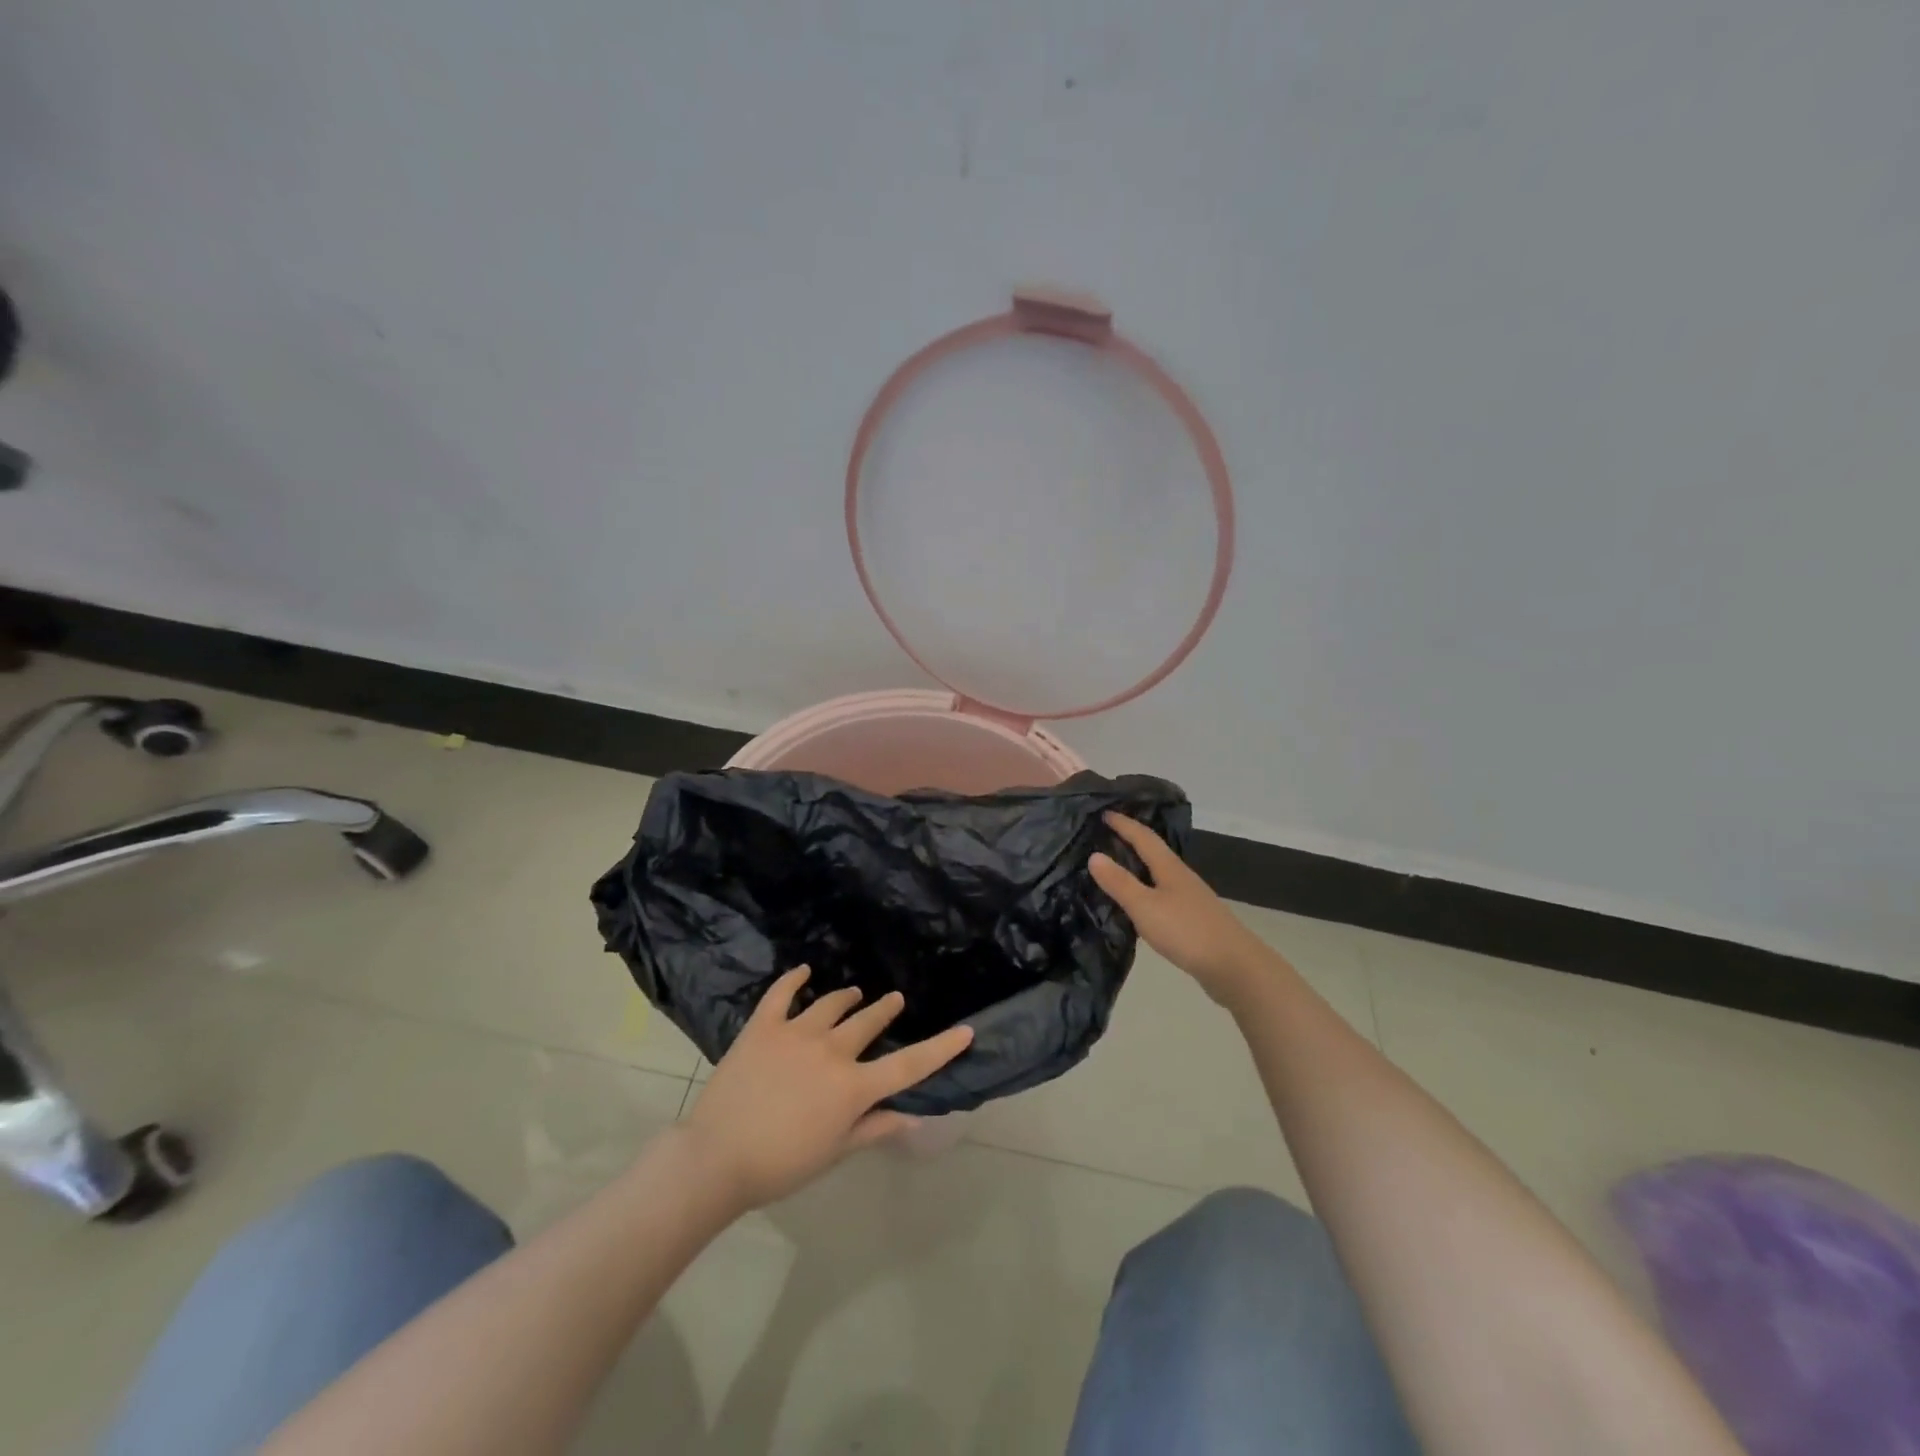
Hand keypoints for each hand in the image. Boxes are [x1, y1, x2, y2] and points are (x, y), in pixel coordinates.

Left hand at [682, 968, 974, 1210]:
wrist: (716, 1158)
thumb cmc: (780, 1165)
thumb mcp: (834, 1153)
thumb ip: (874, 1128)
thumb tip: (913, 1116)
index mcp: (853, 1086)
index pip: (908, 1065)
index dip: (940, 1048)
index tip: (966, 1030)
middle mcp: (831, 1050)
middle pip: (868, 1022)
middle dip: (886, 1010)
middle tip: (894, 1001)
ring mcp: (796, 1033)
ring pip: (832, 1004)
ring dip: (848, 998)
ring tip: (855, 994)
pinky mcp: (763, 1026)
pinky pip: (782, 993)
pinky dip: (795, 979)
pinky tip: (804, 971)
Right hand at [1090, 813, 1274, 1009]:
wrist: (1235, 967)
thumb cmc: (1187, 931)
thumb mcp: (1145, 907)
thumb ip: (1120, 883)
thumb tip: (1094, 855)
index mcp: (1169, 868)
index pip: (1144, 837)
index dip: (1124, 824)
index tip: (1104, 813)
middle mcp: (1181, 877)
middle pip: (1154, 851)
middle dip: (1132, 840)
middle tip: (1106, 835)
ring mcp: (1191, 898)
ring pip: (1160, 873)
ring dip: (1139, 865)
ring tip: (1118, 866)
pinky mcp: (1194, 919)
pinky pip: (1164, 894)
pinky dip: (1147, 889)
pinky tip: (1140, 904)